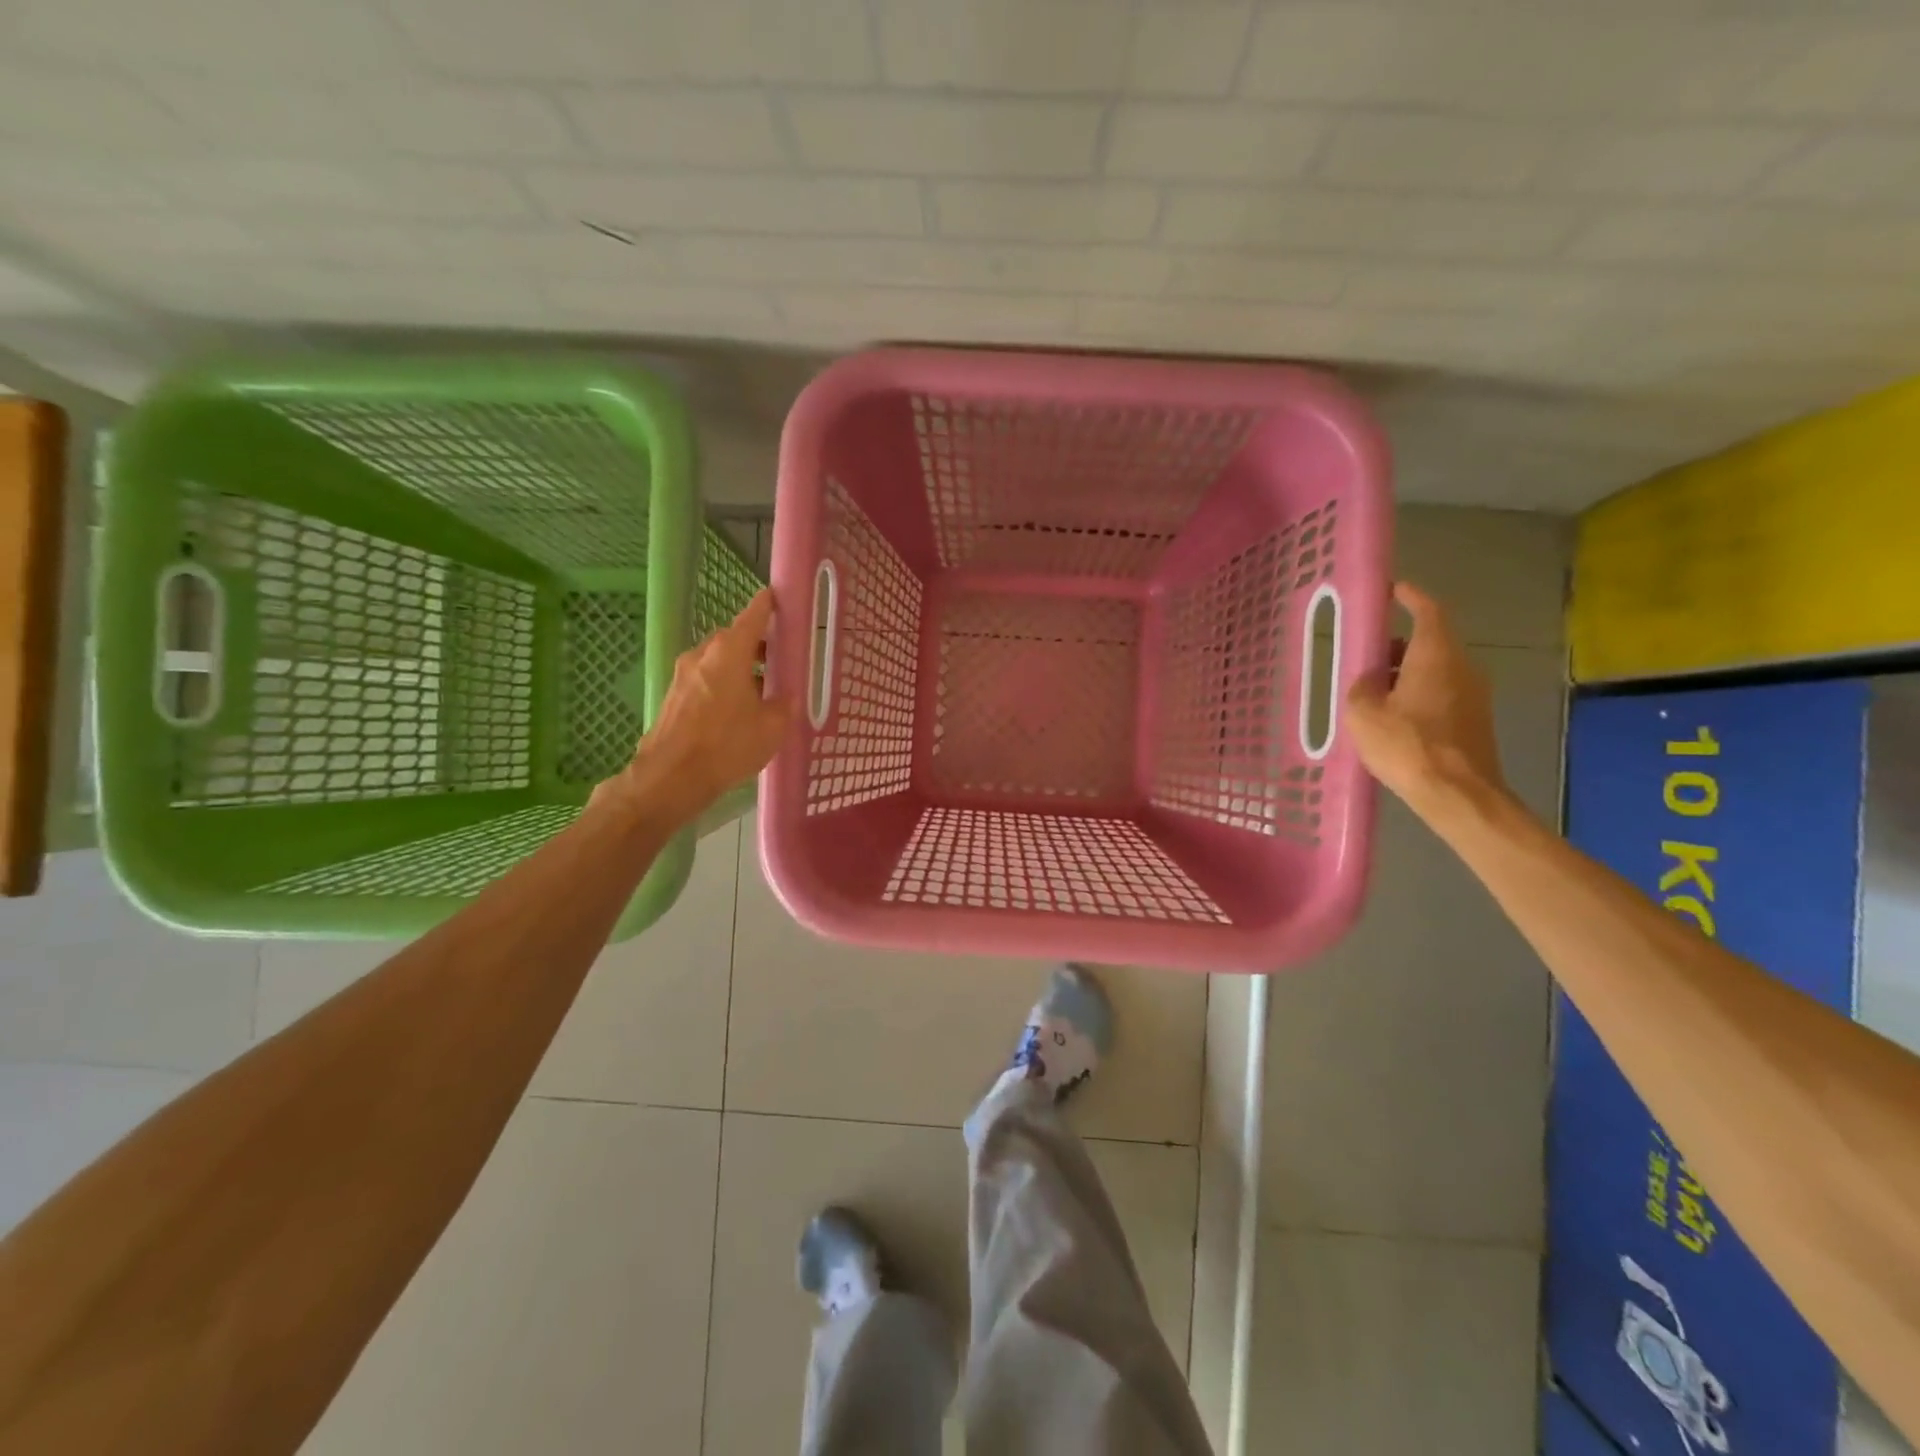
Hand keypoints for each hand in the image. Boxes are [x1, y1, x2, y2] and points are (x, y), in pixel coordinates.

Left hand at [598, 589, 793, 824]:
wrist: (671, 778)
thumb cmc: (727, 745)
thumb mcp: (772, 727)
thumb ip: (784, 705)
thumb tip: (786, 696)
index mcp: (729, 652)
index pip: (752, 616)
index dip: (766, 605)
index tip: (775, 596)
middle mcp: (703, 655)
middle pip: (733, 639)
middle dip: (755, 644)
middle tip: (777, 657)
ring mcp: (683, 676)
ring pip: (717, 661)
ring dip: (738, 667)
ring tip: (760, 688)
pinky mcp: (673, 697)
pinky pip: (704, 680)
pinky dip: (722, 685)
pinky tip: (736, 709)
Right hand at [1345, 582, 1507, 815]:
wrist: (1458, 794)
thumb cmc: (1407, 745)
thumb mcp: (1364, 713)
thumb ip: (1362, 687)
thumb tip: (1370, 680)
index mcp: (1436, 655)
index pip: (1428, 611)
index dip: (1411, 596)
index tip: (1394, 589)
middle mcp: (1463, 667)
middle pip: (1431, 642)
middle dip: (1399, 644)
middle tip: (1368, 654)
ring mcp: (1474, 695)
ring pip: (1437, 669)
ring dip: (1407, 672)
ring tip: (1374, 691)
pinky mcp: (1475, 720)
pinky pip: (1442, 693)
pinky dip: (1418, 694)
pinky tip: (1394, 717)